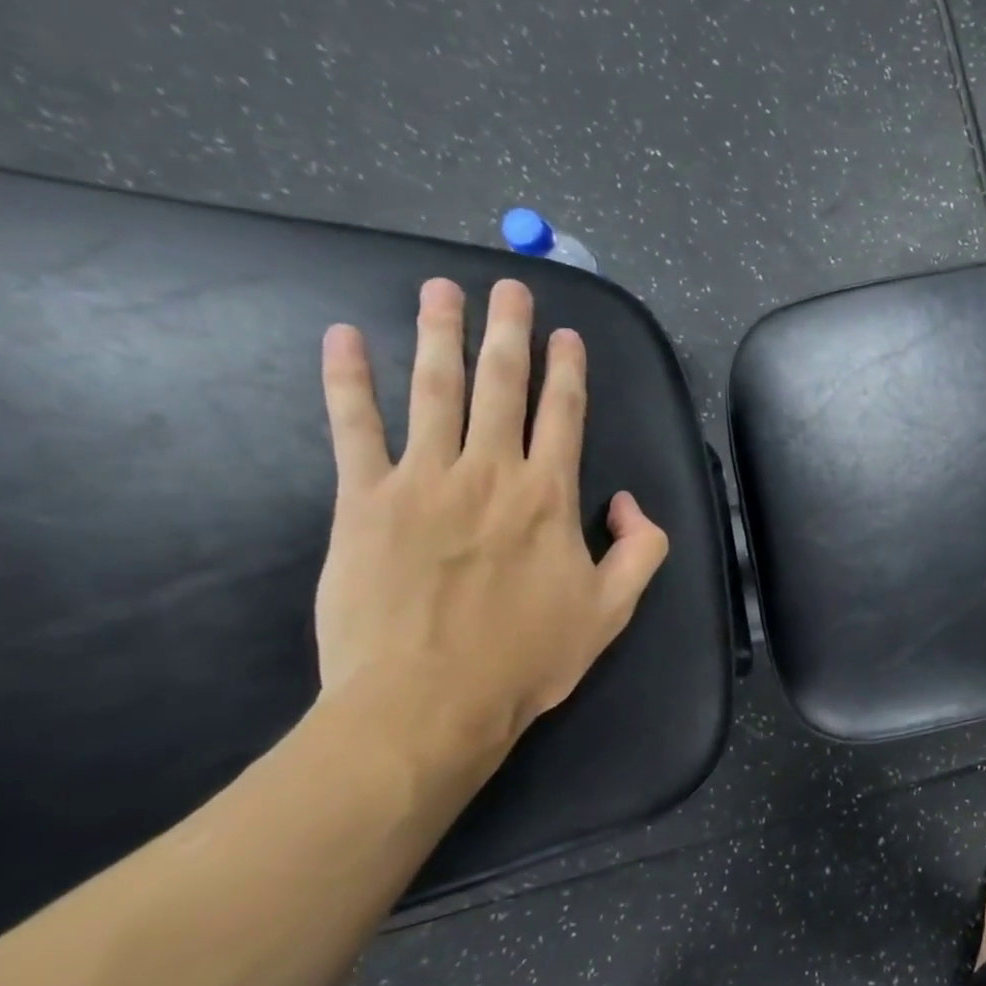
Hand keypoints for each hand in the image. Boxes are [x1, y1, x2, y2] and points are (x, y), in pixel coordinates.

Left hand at [314, 277, 668, 747]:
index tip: (565, 333)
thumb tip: (628, 503)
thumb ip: (641, 549)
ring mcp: (422, 480)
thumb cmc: (529, 657)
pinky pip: (354, 428)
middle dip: (508, 332)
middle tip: (507, 285)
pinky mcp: (363, 500)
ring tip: (442, 290)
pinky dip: (348, 380)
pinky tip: (343, 339)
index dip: (567, 370)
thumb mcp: (614, 609)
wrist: (428, 700)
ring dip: (438, 334)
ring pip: (433, 390)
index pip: (563, 415)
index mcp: (549, 497)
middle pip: (500, 385)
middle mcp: (490, 473)